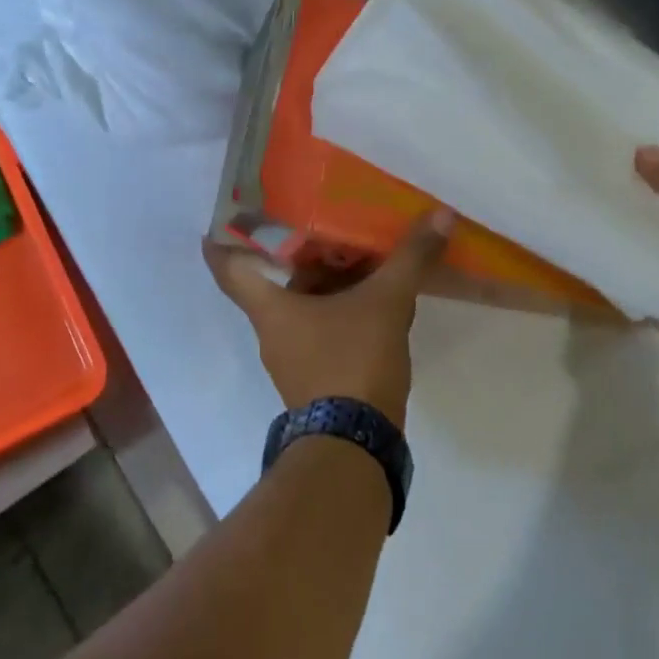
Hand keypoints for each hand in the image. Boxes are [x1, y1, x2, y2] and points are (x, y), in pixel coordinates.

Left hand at [204, 210, 454, 426]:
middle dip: (298, 252)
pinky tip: (370, 295)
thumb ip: (410, 258)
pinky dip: (339, 307)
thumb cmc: (352, 362)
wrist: (356, 443)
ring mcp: (294, 356)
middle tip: (322, 221)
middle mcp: (274, 329)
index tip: (218, 220)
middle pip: (275, 281)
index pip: (229, 269)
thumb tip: (440, 215)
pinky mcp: (316, 376)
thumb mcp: (385, 302)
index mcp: (271, 308)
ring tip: (355, 251)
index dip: (220, 242)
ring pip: (302, 305)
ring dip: (325, 281)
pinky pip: (321, 327)